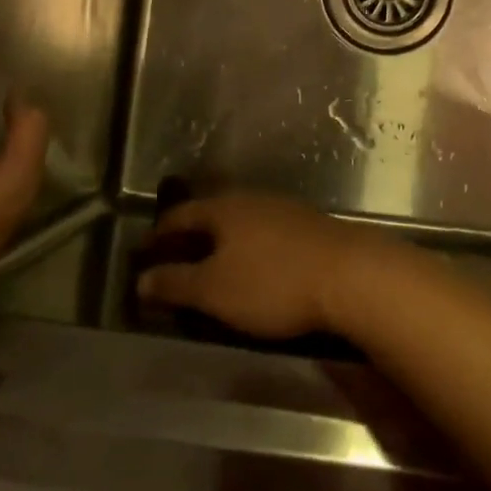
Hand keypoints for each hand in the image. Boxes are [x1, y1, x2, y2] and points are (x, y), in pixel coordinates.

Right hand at [135, 195, 399, 339]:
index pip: (181, 214)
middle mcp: (253, 200)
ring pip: (241, 223)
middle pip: (212, 214)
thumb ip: (175, 283)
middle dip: (190, 235)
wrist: (349, 275)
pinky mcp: (310, 228)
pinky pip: (265, 234)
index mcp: (224, 208)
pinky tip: (254, 266)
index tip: (142, 249)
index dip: (158, 233)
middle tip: (172, 256)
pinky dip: (249, 248)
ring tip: (210, 264)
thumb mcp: (214, 290)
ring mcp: (285, 211)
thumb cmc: (272, 282)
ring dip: (221, 242)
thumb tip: (141, 278)